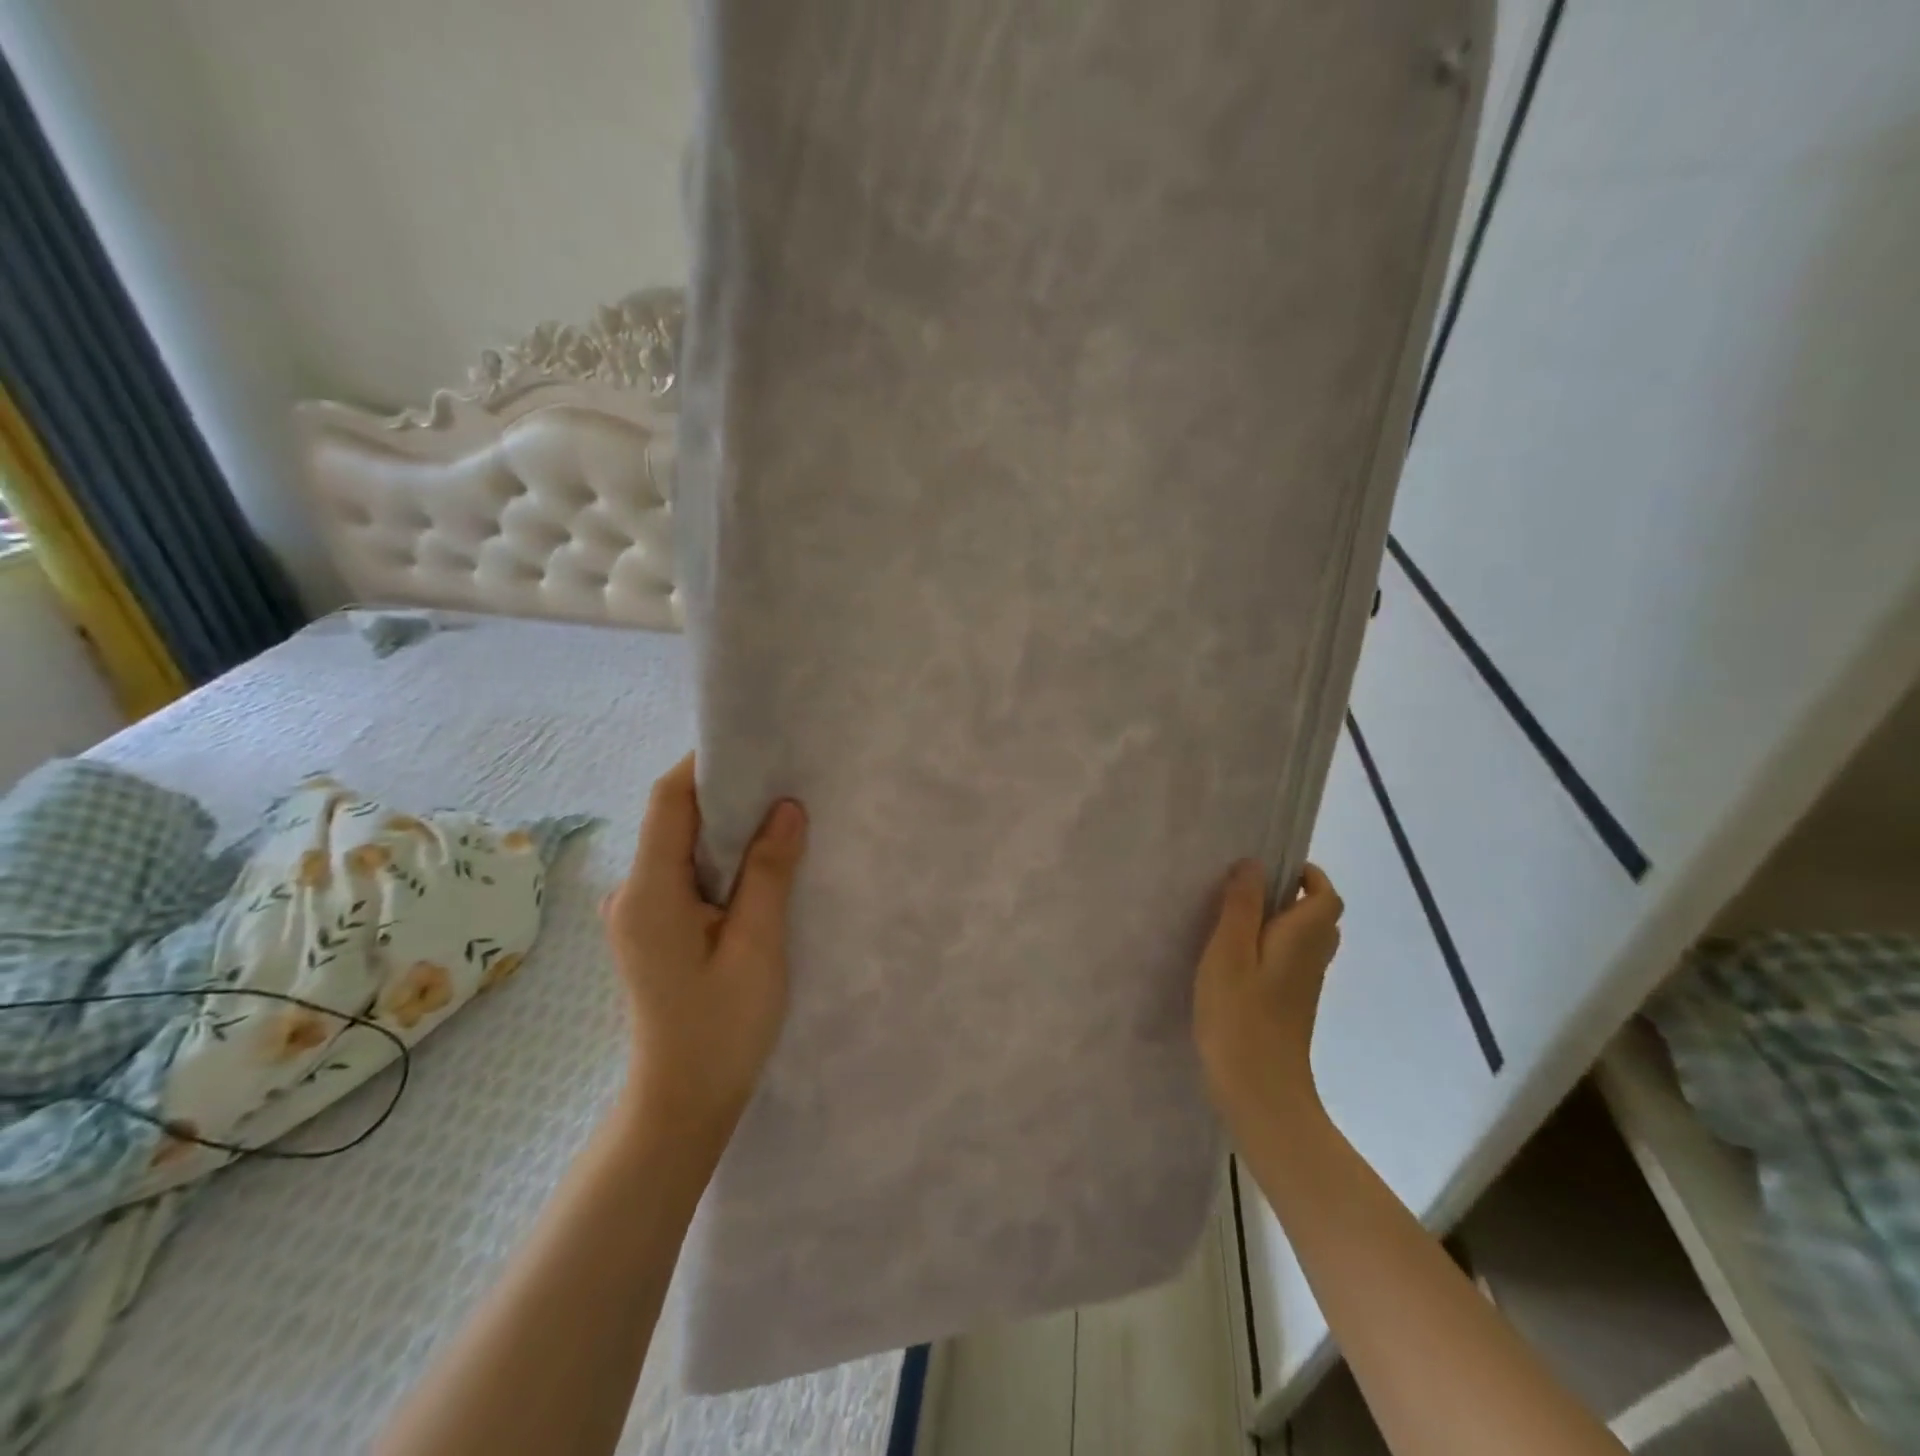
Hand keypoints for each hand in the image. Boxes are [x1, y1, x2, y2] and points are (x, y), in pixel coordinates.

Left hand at [600, 753, 807, 1142]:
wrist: (682, 1103)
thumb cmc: (721, 1028)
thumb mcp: (757, 946)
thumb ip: (769, 872)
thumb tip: (787, 807)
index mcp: (649, 892)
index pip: (670, 801)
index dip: (706, 764)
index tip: (755, 745)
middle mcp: (632, 892)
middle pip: (675, 819)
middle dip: (725, 792)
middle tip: (782, 777)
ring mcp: (639, 912)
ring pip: (682, 847)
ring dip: (726, 827)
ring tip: (779, 814)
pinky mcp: (653, 928)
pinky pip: (685, 874)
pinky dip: (720, 859)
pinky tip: (759, 863)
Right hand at [1193, 861, 1343, 1136]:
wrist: (1260, 1092)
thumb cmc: (1240, 1016)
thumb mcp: (1229, 952)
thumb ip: (1241, 905)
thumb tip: (1254, 863)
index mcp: (1303, 939)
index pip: (1327, 897)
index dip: (1309, 876)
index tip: (1274, 867)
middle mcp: (1312, 960)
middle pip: (1320, 919)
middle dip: (1294, 897)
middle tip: (1250, 890)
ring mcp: (1304, 988)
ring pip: (1306, 943)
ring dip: (1282, 923)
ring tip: (1238, 919)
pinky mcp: (1290, 1009)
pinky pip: (1291, 964)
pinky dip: (1273, 950)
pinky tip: (1237, 960)